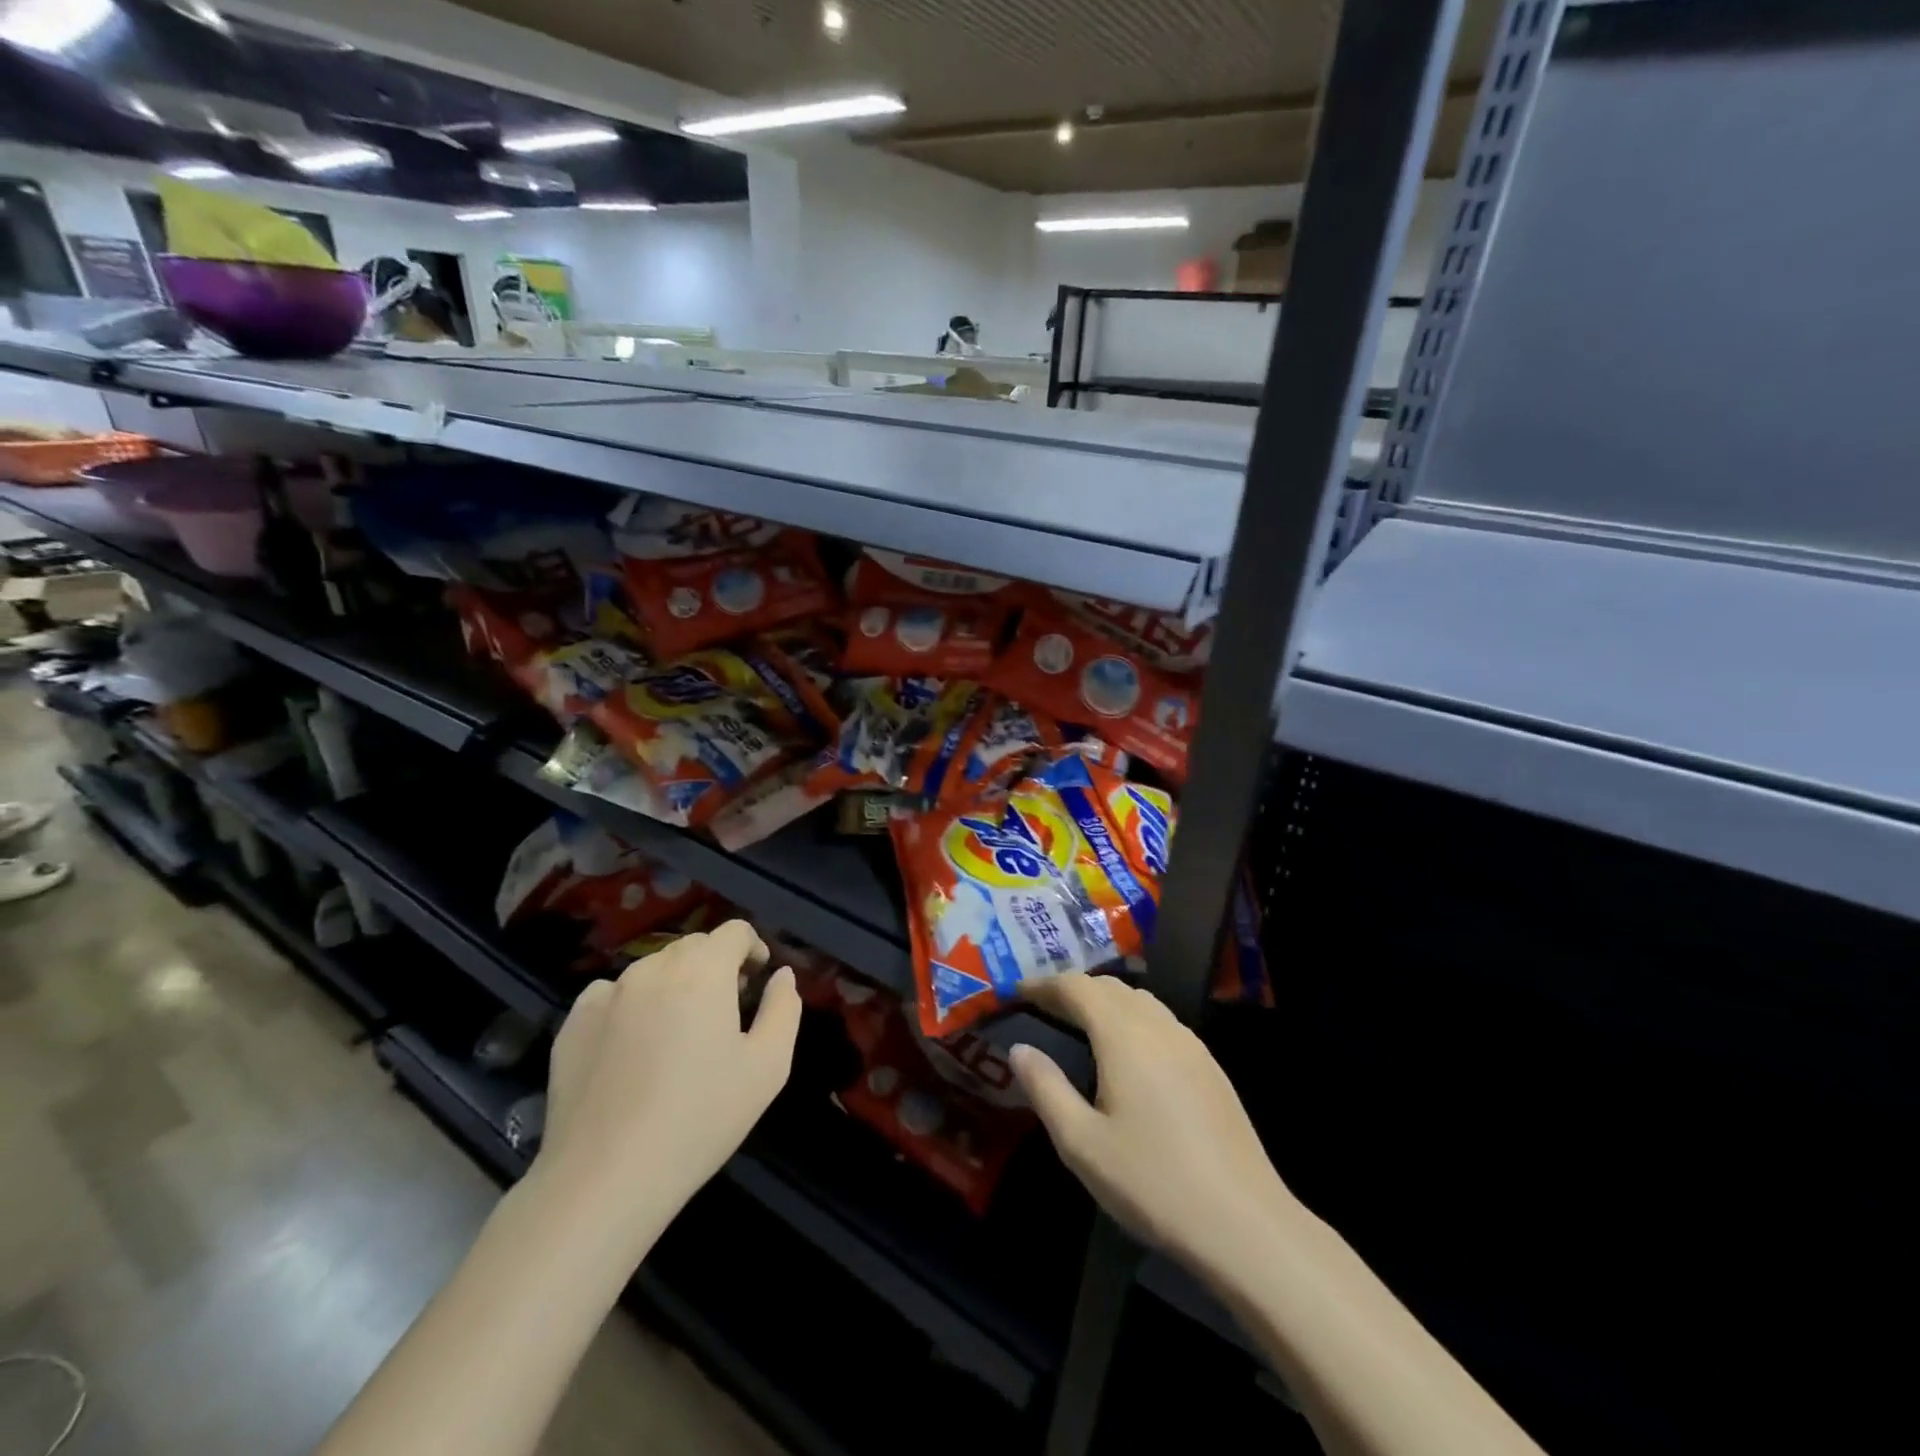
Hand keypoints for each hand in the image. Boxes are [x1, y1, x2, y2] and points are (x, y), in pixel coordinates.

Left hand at [537, 921, 801, 1246]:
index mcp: (703, 971)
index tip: (756, 982)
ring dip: (674, 985)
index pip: (734, 932)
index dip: (752, 950)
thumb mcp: (767, 1067)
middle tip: (723, 1013)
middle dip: (715, 967)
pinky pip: (612, 995)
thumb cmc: (700, 1119)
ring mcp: (607, 993)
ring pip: (653, 970)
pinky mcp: (573, 1022)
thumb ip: (783, 1009)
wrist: (606, 1178)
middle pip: (694, 947)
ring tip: (677, 1035)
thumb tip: (781, 975)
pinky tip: (632, 1050)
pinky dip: (631, 1006)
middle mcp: (653, 968)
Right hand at [1011, 974, 1296, 1277]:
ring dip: (1106, 1002)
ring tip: (1081, 1025)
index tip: (1017, 992)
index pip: (1078, 987)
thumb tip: (1019, 1050)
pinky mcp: (1210, 1067)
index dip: (1045, 984)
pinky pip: (1163, 1022)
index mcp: (1124, 1035)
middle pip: (1110, 987)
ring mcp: (1191, 1045)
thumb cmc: (1152, 1182)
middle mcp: (1159, 1026)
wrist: (1245, 1223)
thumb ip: (1046, 1089)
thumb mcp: (1081, 1143)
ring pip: (1140, 1001)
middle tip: (1044, 1008)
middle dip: (1074, 989)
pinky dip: (1133, 1020)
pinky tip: (1128, 1054)